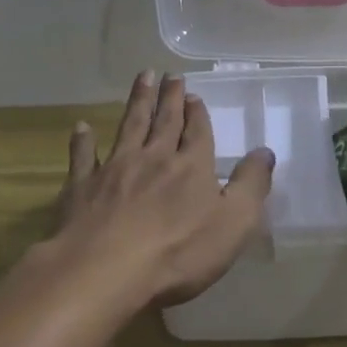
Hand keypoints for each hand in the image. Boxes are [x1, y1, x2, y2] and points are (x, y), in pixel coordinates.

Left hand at [51, 72, 273, 305]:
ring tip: (143, 77)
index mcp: (191, 166)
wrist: (103, 271)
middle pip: (164, 121)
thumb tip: (265, 152)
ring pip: (129, 127)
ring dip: (137, 101)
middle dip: (170, 97)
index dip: (197, 113)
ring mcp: (115, 169)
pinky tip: (81, 127)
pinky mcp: (82, 188)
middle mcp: (155, 158)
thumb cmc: (178, 252)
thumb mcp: (234, 223)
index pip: (197, 132)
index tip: (193, 94)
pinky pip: (83, 157)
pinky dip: (82, 141)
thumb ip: (251, 185)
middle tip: (170, 74)